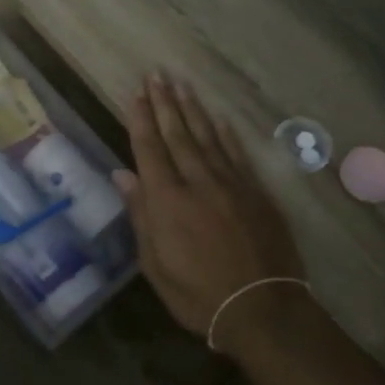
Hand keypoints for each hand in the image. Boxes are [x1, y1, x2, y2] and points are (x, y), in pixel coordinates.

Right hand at [113, 74, 305, 338]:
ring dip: (192, 109)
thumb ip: (140, 215)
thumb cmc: (197, 295)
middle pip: (177, 135)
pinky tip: (218, 118)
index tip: (134, 93)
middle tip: (156, 75)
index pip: (149, 149)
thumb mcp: (154, 264)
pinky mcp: (257, 193)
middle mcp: (197, 183)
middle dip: (164, 103)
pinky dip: (226, 134)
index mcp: (166, 201)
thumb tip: (122, 174)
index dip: (140, 119)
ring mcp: (231, 185)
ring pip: (207, 137)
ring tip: (181, 84)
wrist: (262, 309)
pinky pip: (237, 155)